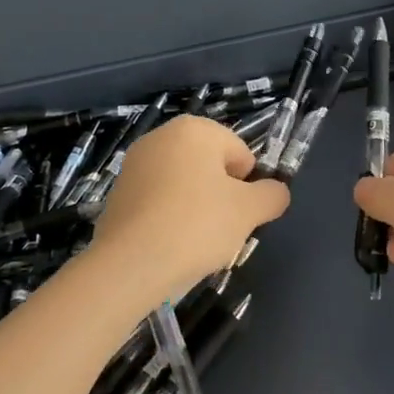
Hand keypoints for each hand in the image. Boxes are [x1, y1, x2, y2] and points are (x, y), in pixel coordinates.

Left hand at [90, 116, 290, 310]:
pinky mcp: (117, 194)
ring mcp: (134, 164)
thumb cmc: (196, 225)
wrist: (130, 264)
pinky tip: (167, 245)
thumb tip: (277, 192)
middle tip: (219, 230)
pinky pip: (157, 202)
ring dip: (194, 209)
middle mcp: (161, 137)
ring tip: (192, 242)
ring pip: (183, 186)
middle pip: (210, 167)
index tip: (238, 215)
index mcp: (194, 129)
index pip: (240, 154)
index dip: (247, 187)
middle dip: (220, 196)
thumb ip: (272, 195)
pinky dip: (167, 219)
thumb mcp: (249, 211)